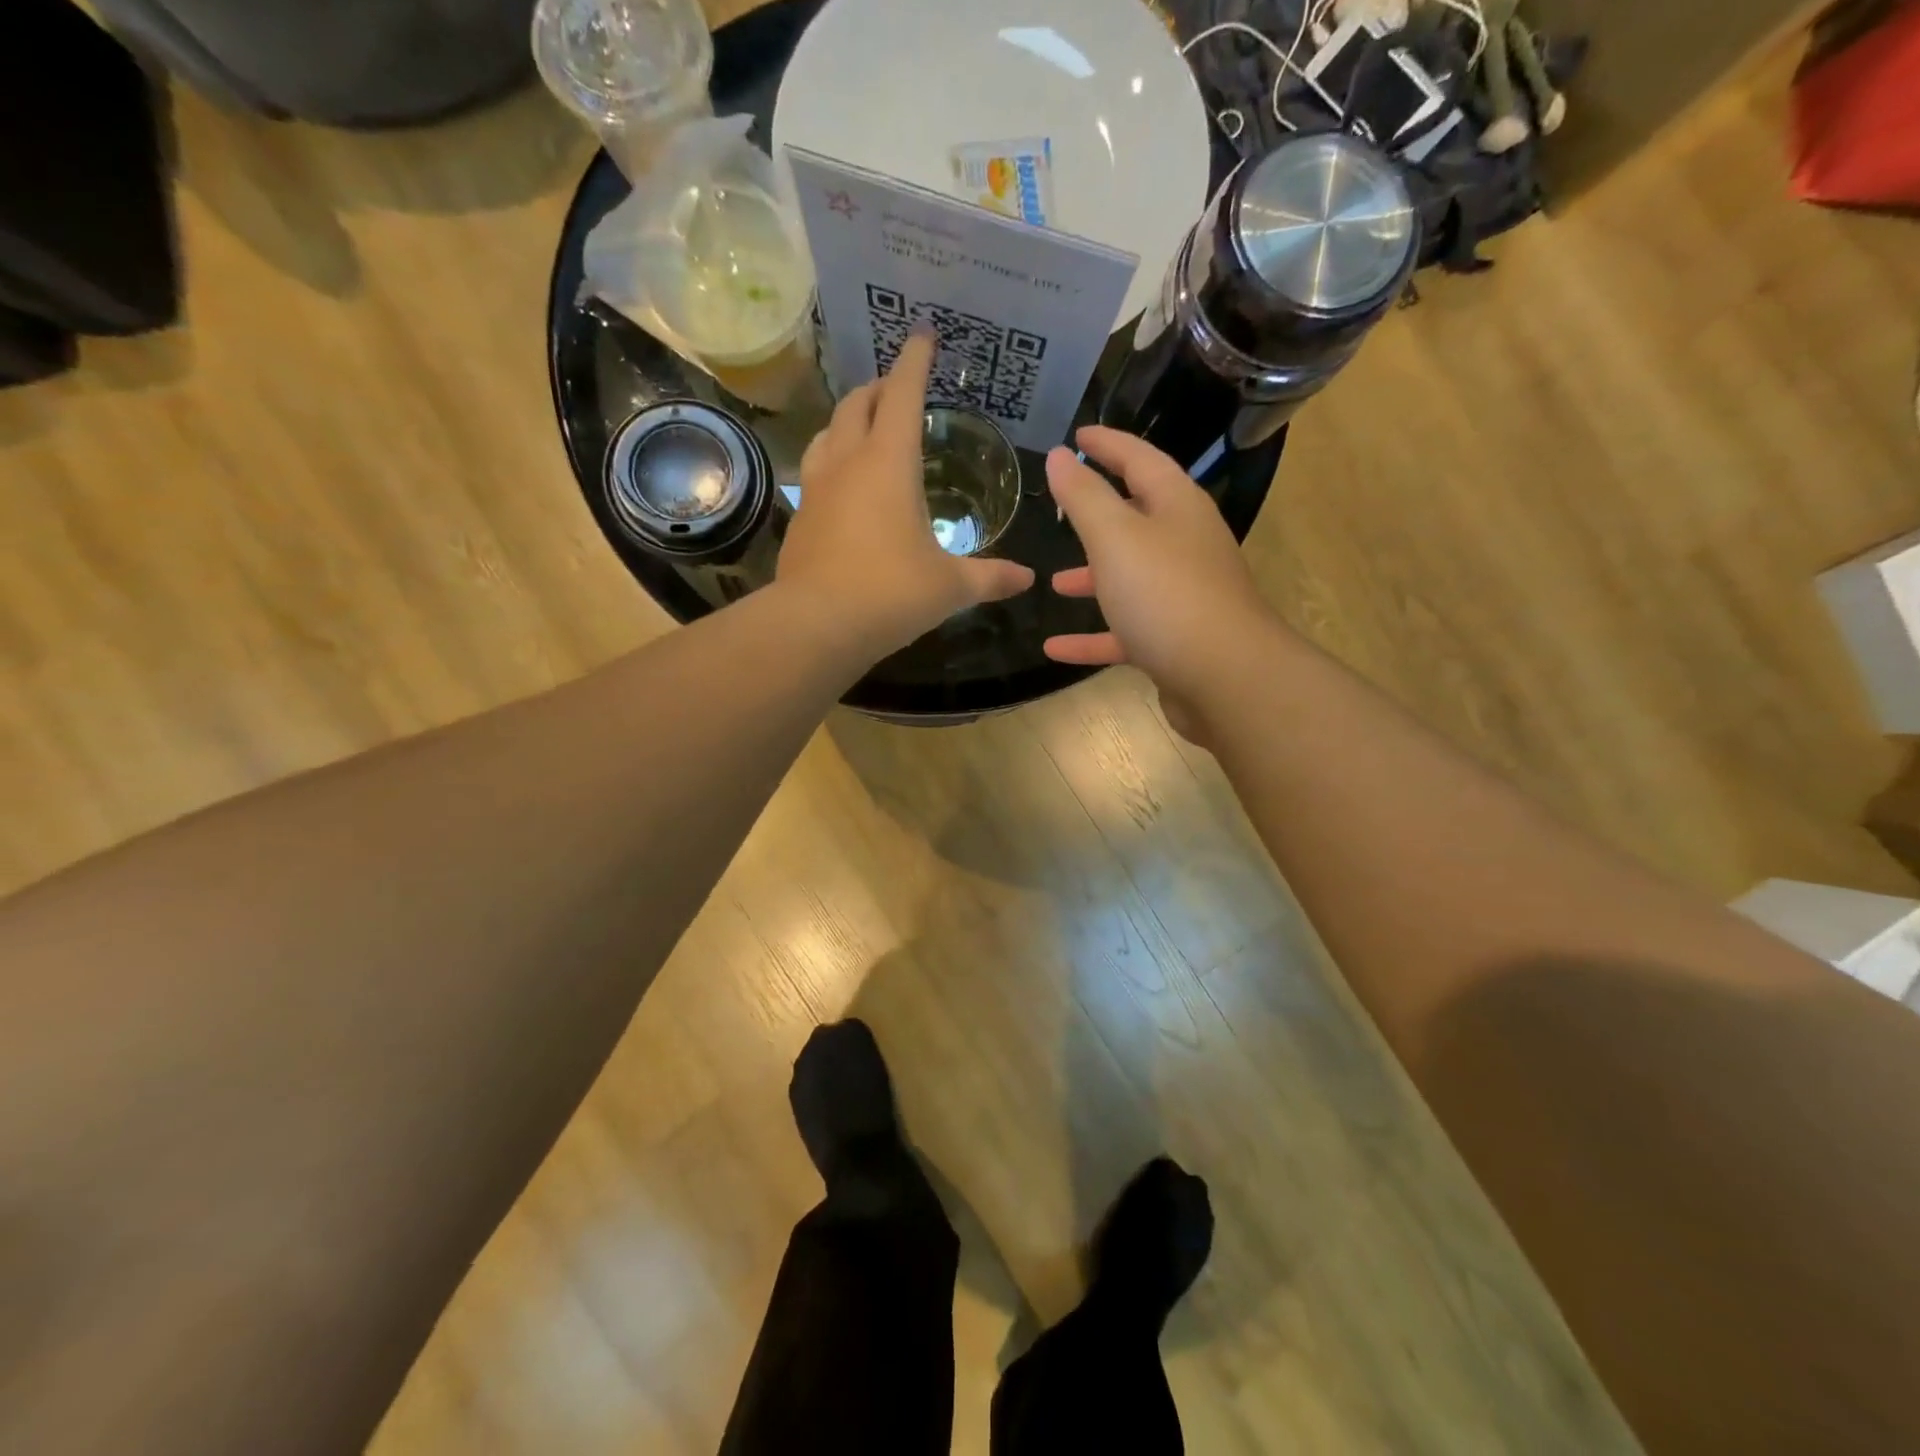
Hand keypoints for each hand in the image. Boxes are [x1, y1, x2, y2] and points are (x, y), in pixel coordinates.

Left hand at [777, 333, 1034, 658]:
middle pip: (857, 404)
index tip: (923, 336)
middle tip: (895, 388)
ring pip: (827, 433)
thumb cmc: (891, 593)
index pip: (902, 393)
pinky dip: (832, 462)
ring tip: (865, 429)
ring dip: (848, 421)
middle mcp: (848, 463)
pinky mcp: (799, 518)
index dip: (914, 361)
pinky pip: (815, 472)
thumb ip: (990, 577)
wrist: (817, 626)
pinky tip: (843, 486)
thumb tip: (1027, 579)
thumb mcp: (950, 586)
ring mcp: (816, 489)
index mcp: (889, 462)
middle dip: (878, 388)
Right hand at [1043, 427, 1271, 722]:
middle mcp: (1185, 546)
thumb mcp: (1116, 538)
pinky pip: (1126, 631)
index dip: (1108, 444)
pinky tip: (1055, 648)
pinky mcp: (1174, 642)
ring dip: (1092, 579)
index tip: (1077, 436)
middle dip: (1098, 515)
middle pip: (1138, 520)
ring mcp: (1182, 597)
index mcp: (1178, 508)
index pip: (1140, 460)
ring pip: (1130, 579)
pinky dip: (1093, 637)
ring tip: (1052, 584)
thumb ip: (1084, 497)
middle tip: (1061, 509)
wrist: (1224, 679)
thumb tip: (1061, 456)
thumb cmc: (1166, 595)